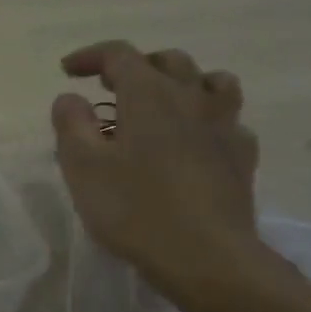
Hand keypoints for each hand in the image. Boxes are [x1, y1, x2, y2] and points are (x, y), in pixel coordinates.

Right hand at [51, 41, 266, 311]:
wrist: (206, 256)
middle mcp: (192, 98)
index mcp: (149, 95)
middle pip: (168, 61)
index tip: (67, 71)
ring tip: (164, 102)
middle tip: (110, 88)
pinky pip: (229, 121)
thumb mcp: (83, 168)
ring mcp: (224, 126)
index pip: (119, 55)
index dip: (90, 56)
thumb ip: (71, 125)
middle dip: (136, 66)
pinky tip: (197, 142)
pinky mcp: (243, 157)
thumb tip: (70, 97)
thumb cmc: (136, 210)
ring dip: (183, 83)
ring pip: (212, 82)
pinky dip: (208, 120)